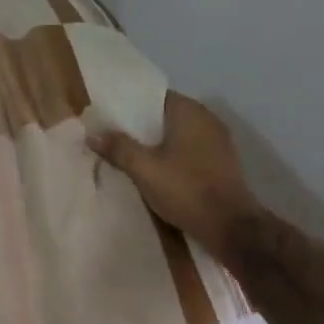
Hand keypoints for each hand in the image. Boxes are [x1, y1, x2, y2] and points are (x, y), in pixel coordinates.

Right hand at [89, 92, 260, 254]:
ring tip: (134, 156)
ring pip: (180, 135)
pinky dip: (175, 157)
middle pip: (167, 116)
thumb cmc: (186, 189)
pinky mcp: (223, 162)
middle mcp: (207, 119)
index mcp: (189, 111)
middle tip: (116, 138)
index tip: (111, 118)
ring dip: (160, 144)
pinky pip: (192, 151)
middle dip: (143, 127)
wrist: (230, 226)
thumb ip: (119, 148)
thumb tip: (93, 134)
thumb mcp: (144, 169)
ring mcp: (219, 141)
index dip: (132, 107)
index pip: (155, 97)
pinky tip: (160, 172)